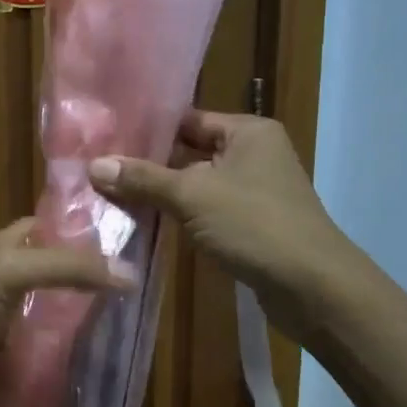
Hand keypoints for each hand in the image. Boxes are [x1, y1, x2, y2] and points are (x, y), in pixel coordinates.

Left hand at [0, 219, 128, 406]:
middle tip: (147, 285)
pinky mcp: (1, 352)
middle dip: (93, 274)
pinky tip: (98, 353)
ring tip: (135, 319)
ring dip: (82, 312)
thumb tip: (132, 273)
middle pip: (57, 268)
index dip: (89, 228)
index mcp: (6, 244)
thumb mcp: (9, 273)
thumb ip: (67, 268)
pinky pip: (41, 343)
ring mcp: (4, 315)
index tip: (138, 238)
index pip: (55, 226)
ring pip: (52, 306)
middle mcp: (8, 274)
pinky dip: (65, 347)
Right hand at [89, 111, 346, 342]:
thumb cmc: (255, 224)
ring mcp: (255, 190)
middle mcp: (254, 153)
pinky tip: (146, 221)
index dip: (149, 129)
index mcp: (248, 131)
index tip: (107, 139)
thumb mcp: (192, 196)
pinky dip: (181, 215)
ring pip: (197, 184)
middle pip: (190, 151)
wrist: (313, 287)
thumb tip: (93, 165)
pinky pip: (208, 210)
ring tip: (112, 194)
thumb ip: (143, 179)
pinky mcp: (252, 223)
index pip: (188, 119)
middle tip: (101, 169)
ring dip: (163, 192)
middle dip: (150, 164)